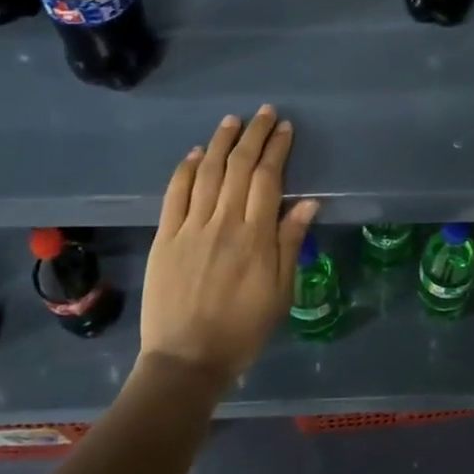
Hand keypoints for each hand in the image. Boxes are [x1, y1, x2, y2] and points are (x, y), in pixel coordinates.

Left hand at [138, 106, 316, 383]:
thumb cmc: (242, 329)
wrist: (186, 361)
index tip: (285, 128)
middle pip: (238, 167)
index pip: (267, 178)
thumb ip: (290, 243)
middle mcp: (223, 222)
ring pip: (207, 172)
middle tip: (264, 113)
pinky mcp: (165, 237)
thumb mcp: (280, 292)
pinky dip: (185, 170)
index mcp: (255, 236)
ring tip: (232, 121)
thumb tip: (307, 203)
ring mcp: (190, 227)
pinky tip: (194, 153)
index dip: (277, 149)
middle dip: (253, 135)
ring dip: (220, 142)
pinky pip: (175, 194)